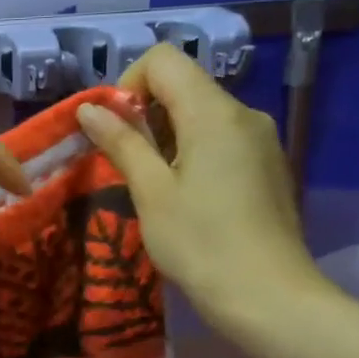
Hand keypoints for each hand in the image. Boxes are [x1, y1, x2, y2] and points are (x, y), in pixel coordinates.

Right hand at [77, 44, 329, 338]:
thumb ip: (121, 142)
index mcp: (214, 112)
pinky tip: (189, 199)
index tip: (116, 130)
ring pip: (203, 114)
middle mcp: (244, 114)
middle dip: (146, 114)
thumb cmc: (200, 243)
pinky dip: (194, 152)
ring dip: (168, 136)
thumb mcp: (151, 192)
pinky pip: (222, 139)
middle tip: (128, 165)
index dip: (129, 84)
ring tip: (156, 187)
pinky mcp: (269, 165)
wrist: (269, 297)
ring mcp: (262, 140)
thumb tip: (89, 108)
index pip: (164, 60)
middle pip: (185, 85)